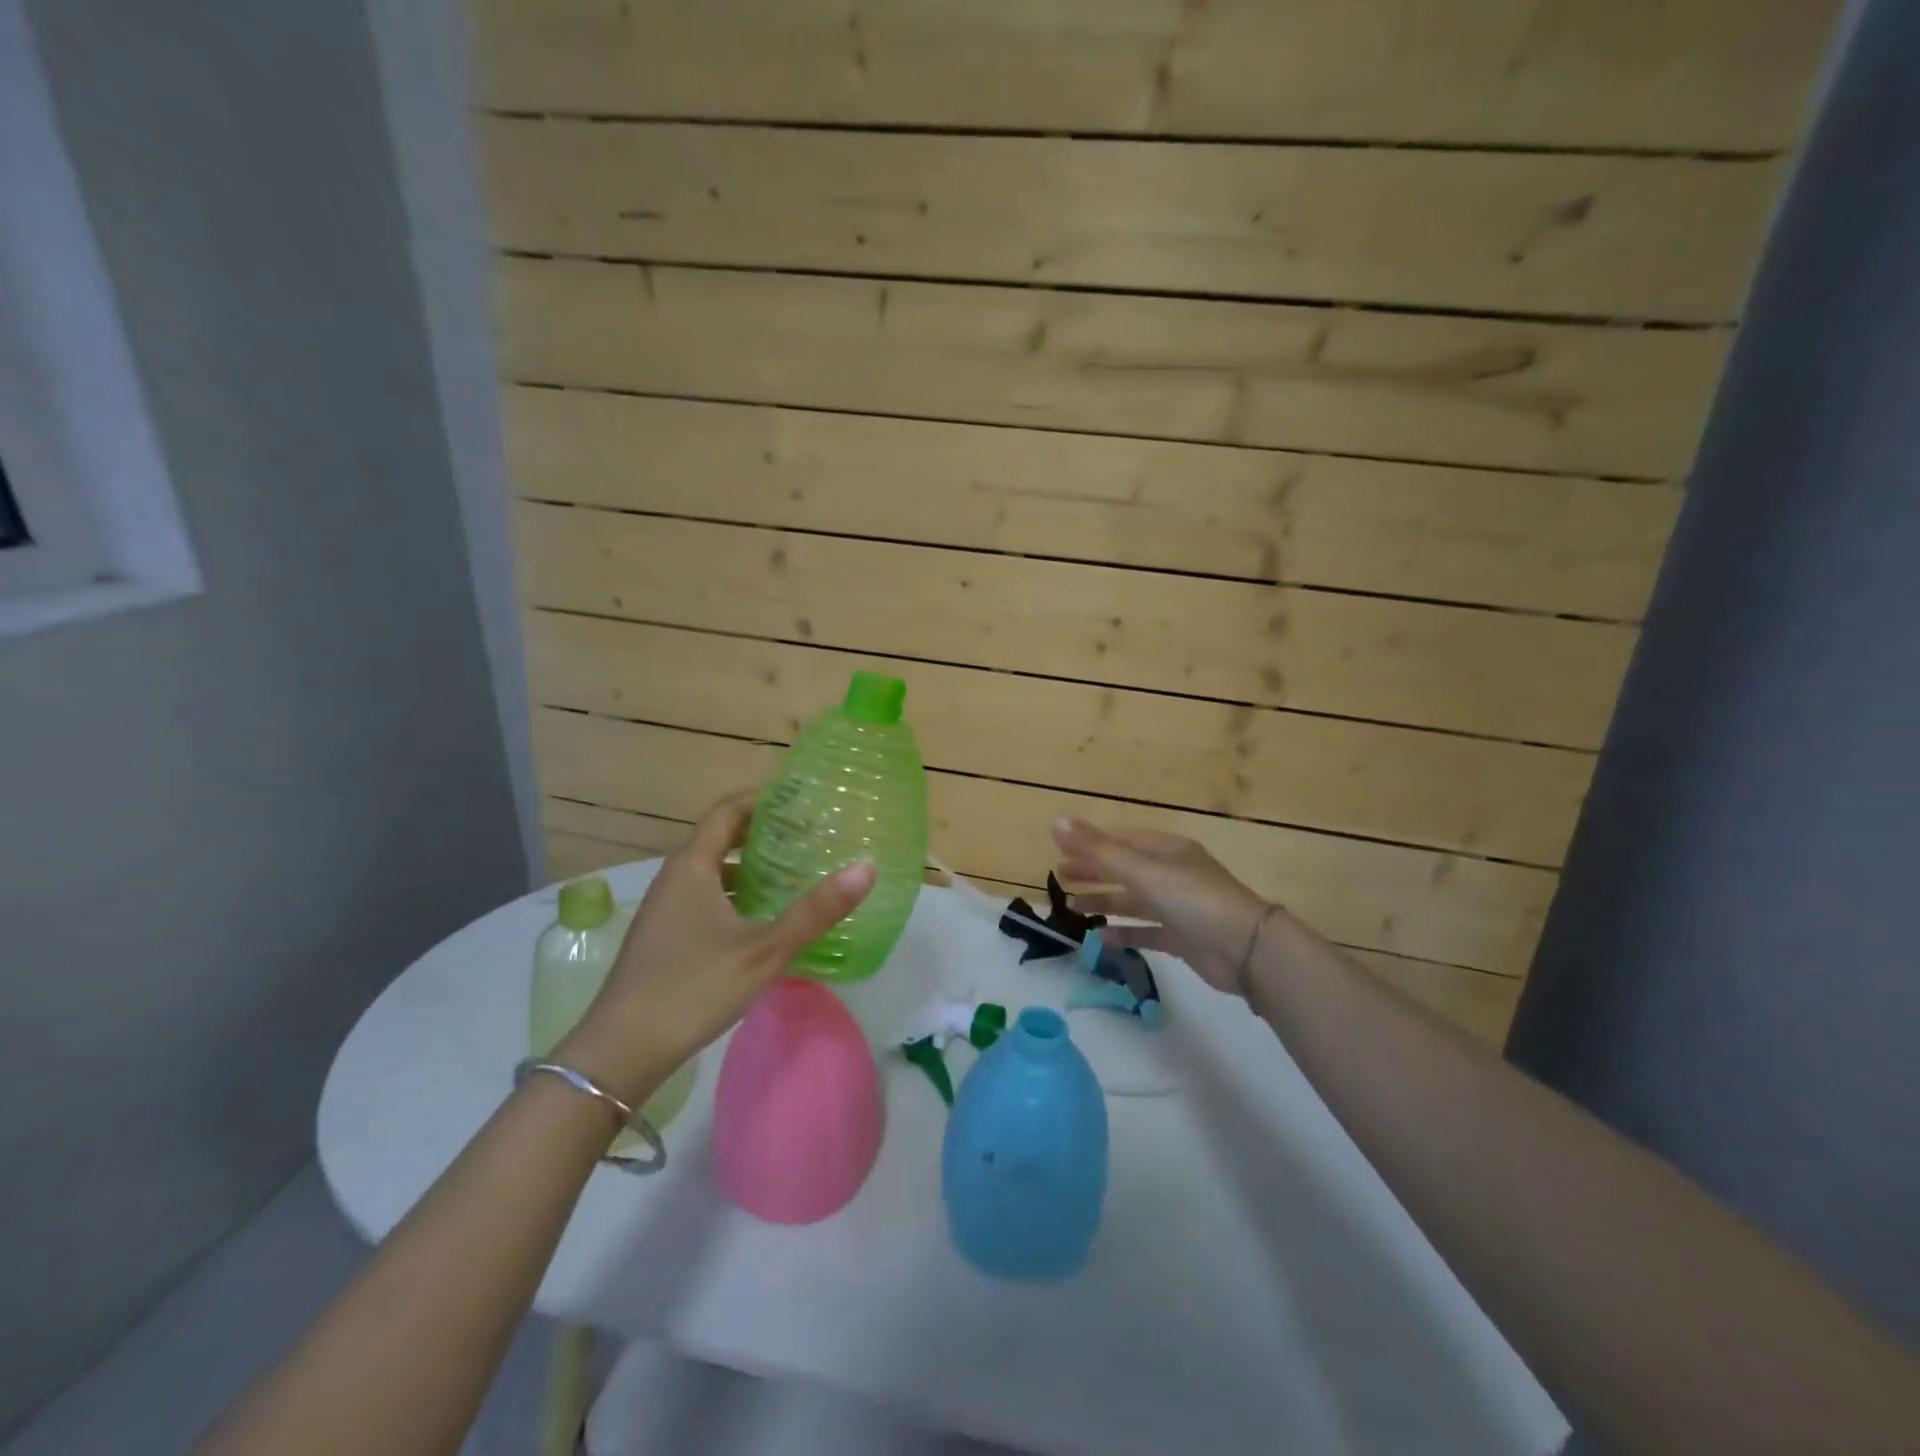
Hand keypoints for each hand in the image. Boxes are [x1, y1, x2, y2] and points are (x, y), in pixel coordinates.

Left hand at [557, 790, 875, 1103]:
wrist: (620, 1053)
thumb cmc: (694, 989)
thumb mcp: (765, 950)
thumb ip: (816, 910)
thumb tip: (867, 868)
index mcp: (692, 867)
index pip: (728, 810)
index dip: (763, 798)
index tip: (801, 799)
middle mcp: (674, 878)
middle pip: (719, 837)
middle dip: (762, 832)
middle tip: (808, 835)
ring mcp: (665, 909)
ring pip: (712, 871)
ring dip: (749, 865)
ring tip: (793, 872)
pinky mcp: (664, 937)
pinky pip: (705, 897)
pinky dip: (736, 894)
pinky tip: (762, 919)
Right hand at [1052, 817, 1272, 998]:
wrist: (1246, 950)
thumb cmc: (1192, 899)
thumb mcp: (1142, 871)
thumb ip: (1098, 850)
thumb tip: (1055, 821)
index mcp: (1166, 850)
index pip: (1121, 842)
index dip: (1090, 846)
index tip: (1059, 854)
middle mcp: (1172, 874)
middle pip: (1125, 869)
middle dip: (1093, 872)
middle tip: (1060, 878)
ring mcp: (1179, 907)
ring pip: (1133, 901)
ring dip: (1104, 901)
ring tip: (1072, 908)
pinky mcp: (1182, 938)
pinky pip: (1146, 931)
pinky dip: (1124, 932)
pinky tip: (1100, 938)